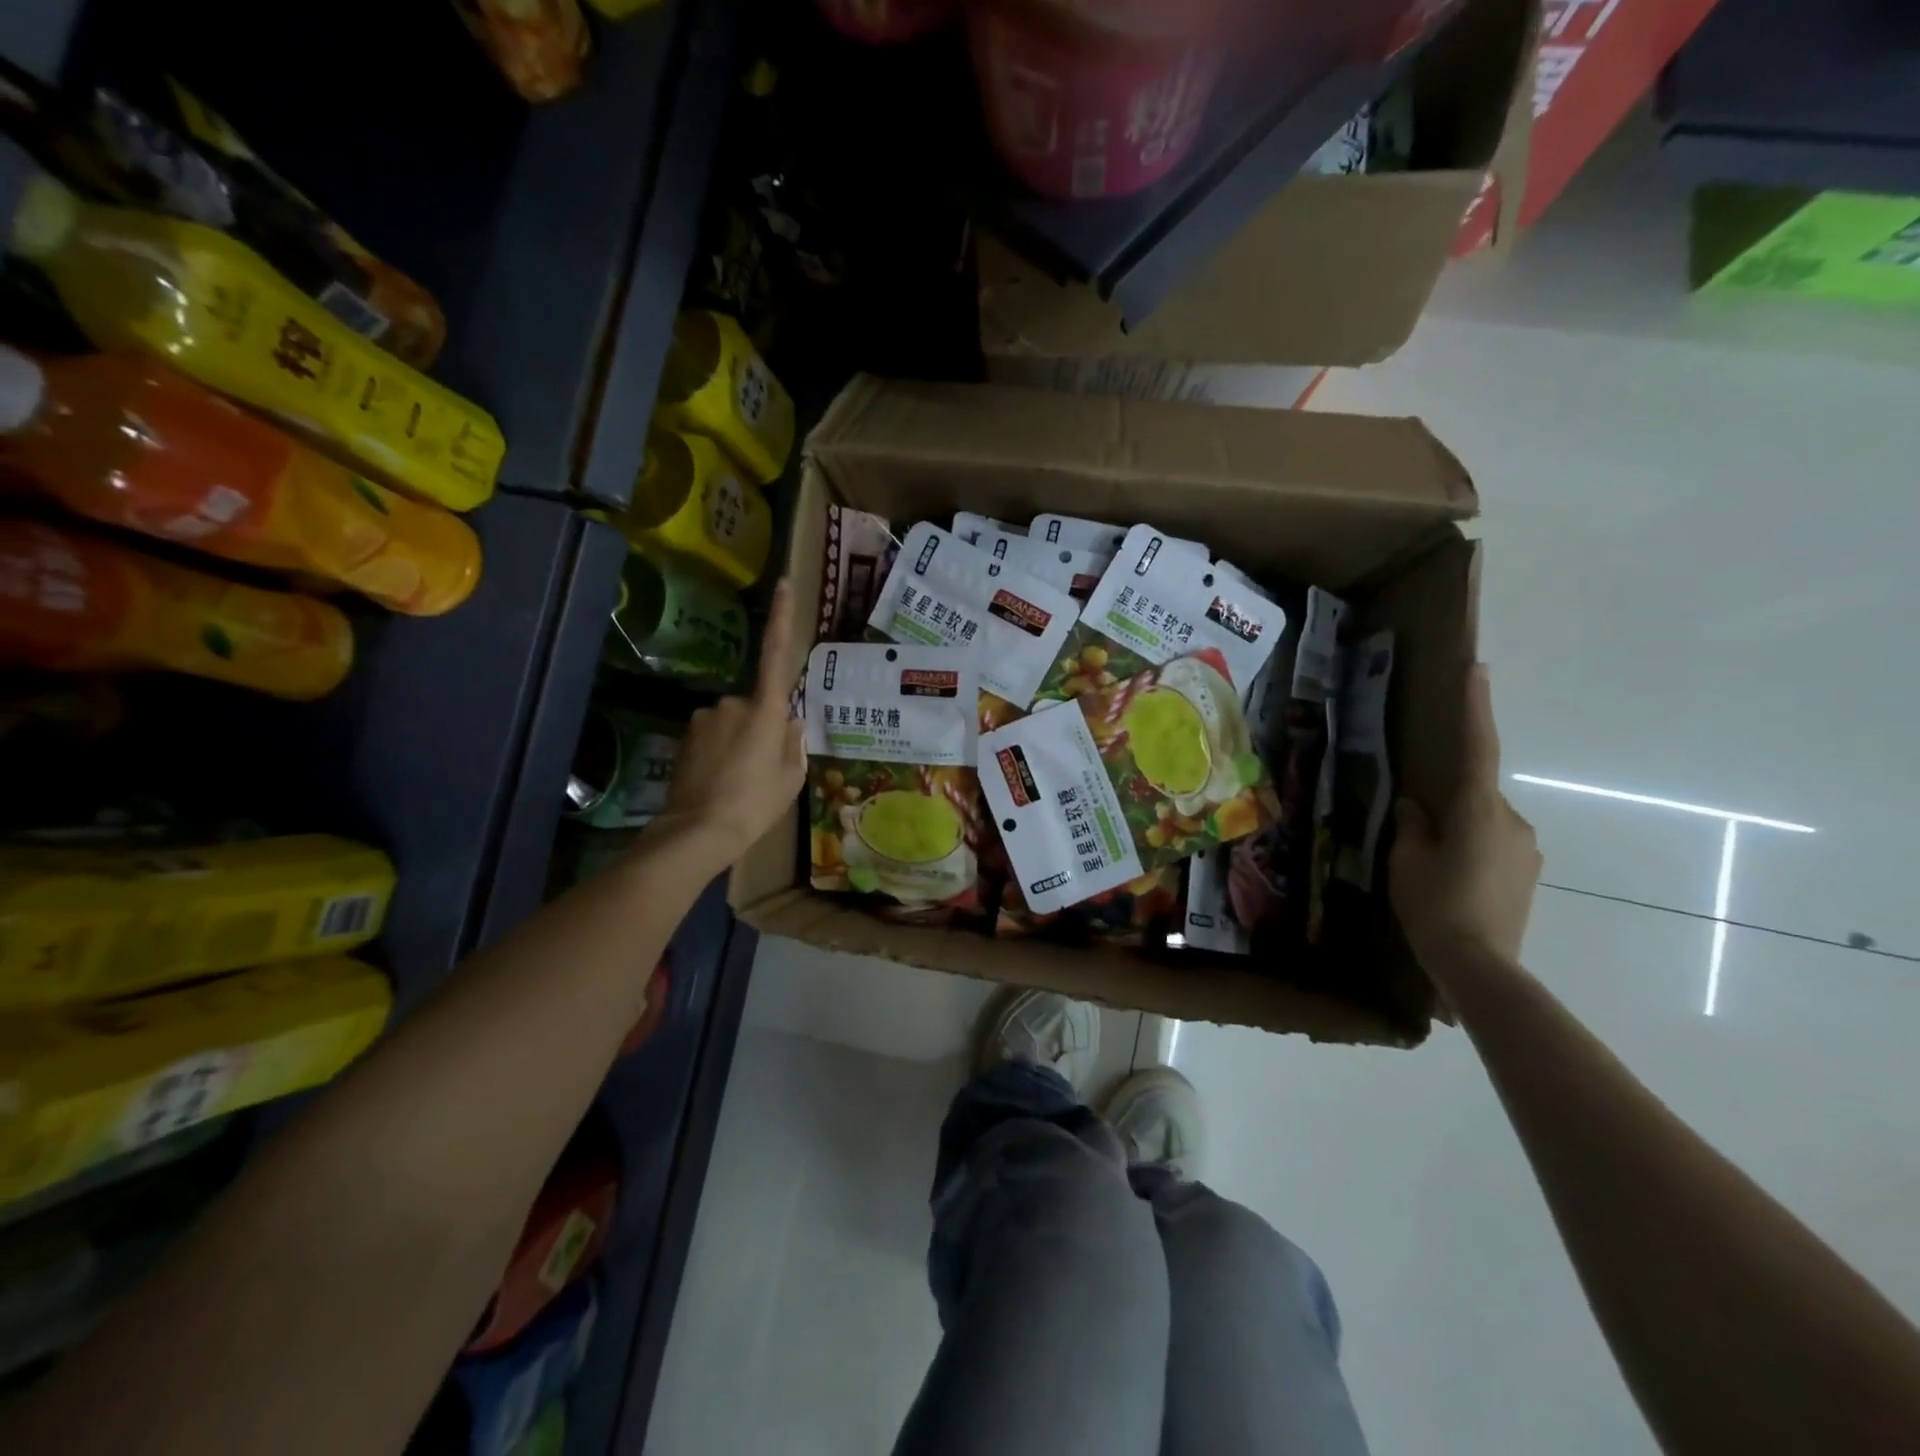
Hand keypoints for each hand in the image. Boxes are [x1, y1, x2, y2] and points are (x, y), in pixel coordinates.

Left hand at [658, 578, 806, 870]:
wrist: (698, 830)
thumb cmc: (755, 804)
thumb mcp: (791, 777)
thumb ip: (793, 742)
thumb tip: (790, 721)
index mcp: (766, 710)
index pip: (776, 655)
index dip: (782, 619)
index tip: (783, 585)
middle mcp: (733, 703)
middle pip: (756, 705)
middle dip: (761, 726)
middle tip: (763, 767)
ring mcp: (705, 718)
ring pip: (732, 721)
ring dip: (738, 741)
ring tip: (739, 780)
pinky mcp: (686, 735)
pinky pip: (712, 734)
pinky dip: (719, 751)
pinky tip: (719, 781)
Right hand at [1390, 664, 1541, 970]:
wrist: (1481, 967)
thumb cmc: (1434, 907)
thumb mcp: (1407, 862)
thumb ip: (1412, 826)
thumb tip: (1417, 806)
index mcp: (1478, 811)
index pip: (1476, 749)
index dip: (1475, 707)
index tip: (1476, 669)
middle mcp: (1511, 821)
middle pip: (1474, 795)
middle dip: (1448, 805)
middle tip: (1416, 836)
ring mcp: (1526, 849)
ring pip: (1484, 823)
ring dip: (1459, 833)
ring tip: (1431, 869)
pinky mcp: (1529, 874)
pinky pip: (1495, 845)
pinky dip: (1472, 852)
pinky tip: (1452, 884)